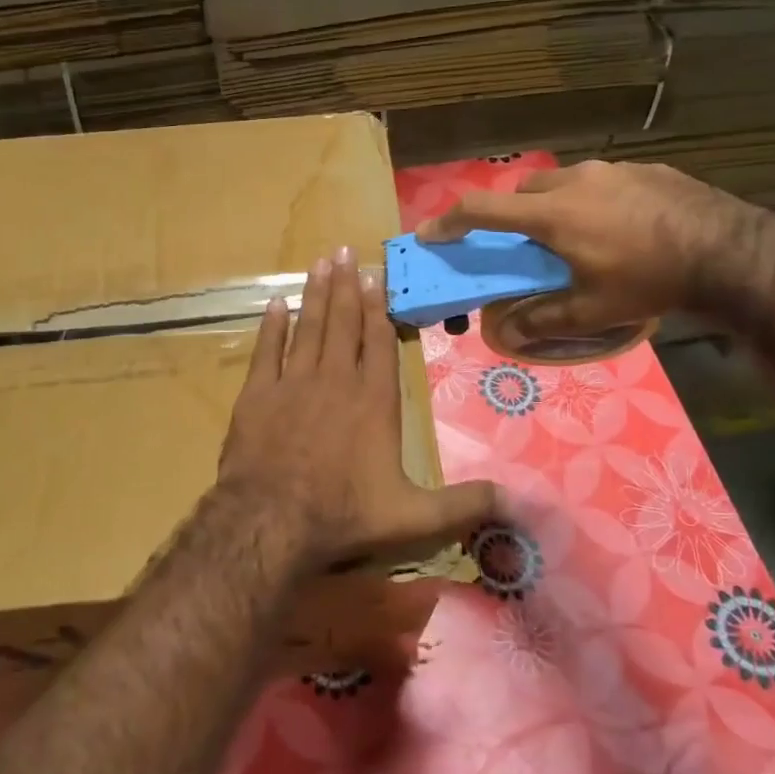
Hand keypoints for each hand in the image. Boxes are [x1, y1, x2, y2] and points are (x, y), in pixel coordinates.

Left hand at [216, 246, 498, 568]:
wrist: (271, 522)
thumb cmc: (344, 515)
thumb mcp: (414, 518)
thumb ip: (463, 504)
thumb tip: (518, 501)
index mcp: (373, 401)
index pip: (379, 343)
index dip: (377, 309)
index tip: (375, 277)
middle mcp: (335, 381)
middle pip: (343, 324)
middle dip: (346, 286)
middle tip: (345, 251)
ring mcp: (292, 384)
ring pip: (307, 328)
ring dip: (315, 294)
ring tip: (320, 263)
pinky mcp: (257, 395)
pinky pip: (265, 350)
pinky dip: (271, 326)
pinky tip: (275, 303)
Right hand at [415, 160, 761, 335]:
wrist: (729, 251)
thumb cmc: (650, 280)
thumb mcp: (593, 310)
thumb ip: (543, 320)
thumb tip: (507, 334)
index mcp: (552, 215)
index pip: (482, 210)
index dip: (449, 221)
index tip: (430, 233)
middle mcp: (574, 182)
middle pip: (522, 192)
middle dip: (511, 215)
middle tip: (524, 245)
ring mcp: (611, 170)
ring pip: (562, 182)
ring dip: (554, 205)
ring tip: (577, 236)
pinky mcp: (644, 168)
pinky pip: (601, 181)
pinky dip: (592, 200)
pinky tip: (619, 226)